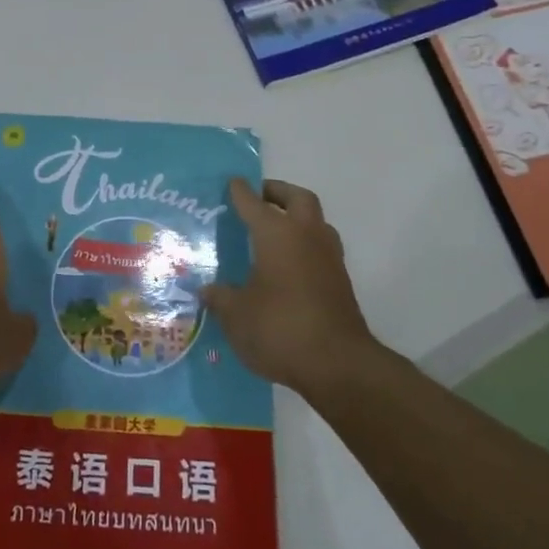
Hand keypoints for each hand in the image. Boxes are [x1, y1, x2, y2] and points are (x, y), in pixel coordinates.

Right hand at [202, 179, 377, 394]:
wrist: (339, 365)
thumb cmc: (280, 328)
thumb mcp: (237, 315)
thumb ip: (221, 298)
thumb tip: (207, 290)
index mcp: (277, 234)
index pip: (254, 203)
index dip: (240, 192)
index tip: (231, 183)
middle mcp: (306, 236)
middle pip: (297, 199)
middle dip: (277, 193)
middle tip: (258, 198)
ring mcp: (329, 258)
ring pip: (315, 221)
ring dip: (296, 218)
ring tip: (273, 230)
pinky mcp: (340, 281)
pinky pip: (320, 248)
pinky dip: (303, 245)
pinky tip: (286, 264)